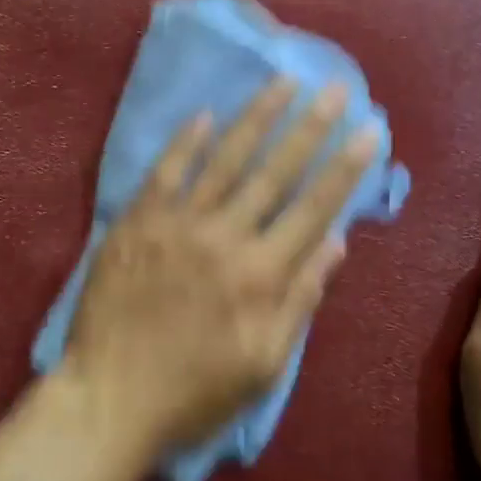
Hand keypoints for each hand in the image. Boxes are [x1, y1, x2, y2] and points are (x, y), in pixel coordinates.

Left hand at [63, 78, 377, 458]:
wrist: (110, 398)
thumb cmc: (195, 392)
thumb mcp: (264, 364)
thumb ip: (301, 299)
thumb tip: (337, 242)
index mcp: (262, 275)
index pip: (315, 208)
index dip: (346, 167)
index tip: (370, 129)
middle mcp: (225, 238)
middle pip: (275, 172)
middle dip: (311, 127)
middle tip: (336, 87)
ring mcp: (178, 225)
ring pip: (224, 160)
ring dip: (257, 118)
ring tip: (283, 82)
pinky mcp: (137, 223)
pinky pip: (165, 173)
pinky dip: (184, 142)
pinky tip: (204, 114)